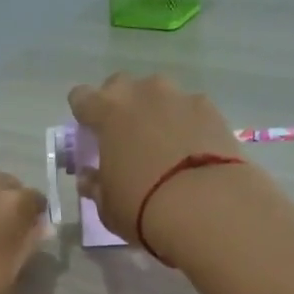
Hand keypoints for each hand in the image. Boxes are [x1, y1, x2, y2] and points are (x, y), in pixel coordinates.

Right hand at [66, 73, 244, 241]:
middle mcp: (142, 93)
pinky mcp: (212, 109)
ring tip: (164, 146)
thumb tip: (89, 176)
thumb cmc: (142, 207)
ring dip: (156, 113)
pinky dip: (187, 124)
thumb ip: (95, 185)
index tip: (89, 133)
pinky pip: (190, 109)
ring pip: (159, 95)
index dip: (83, 113)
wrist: (205, 206)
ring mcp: (180, 97)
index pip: (82, 97)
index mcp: (107, 112)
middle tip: (125, 137)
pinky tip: (193, 151)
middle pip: (121, 86)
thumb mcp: (107, 206)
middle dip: (120, 106)